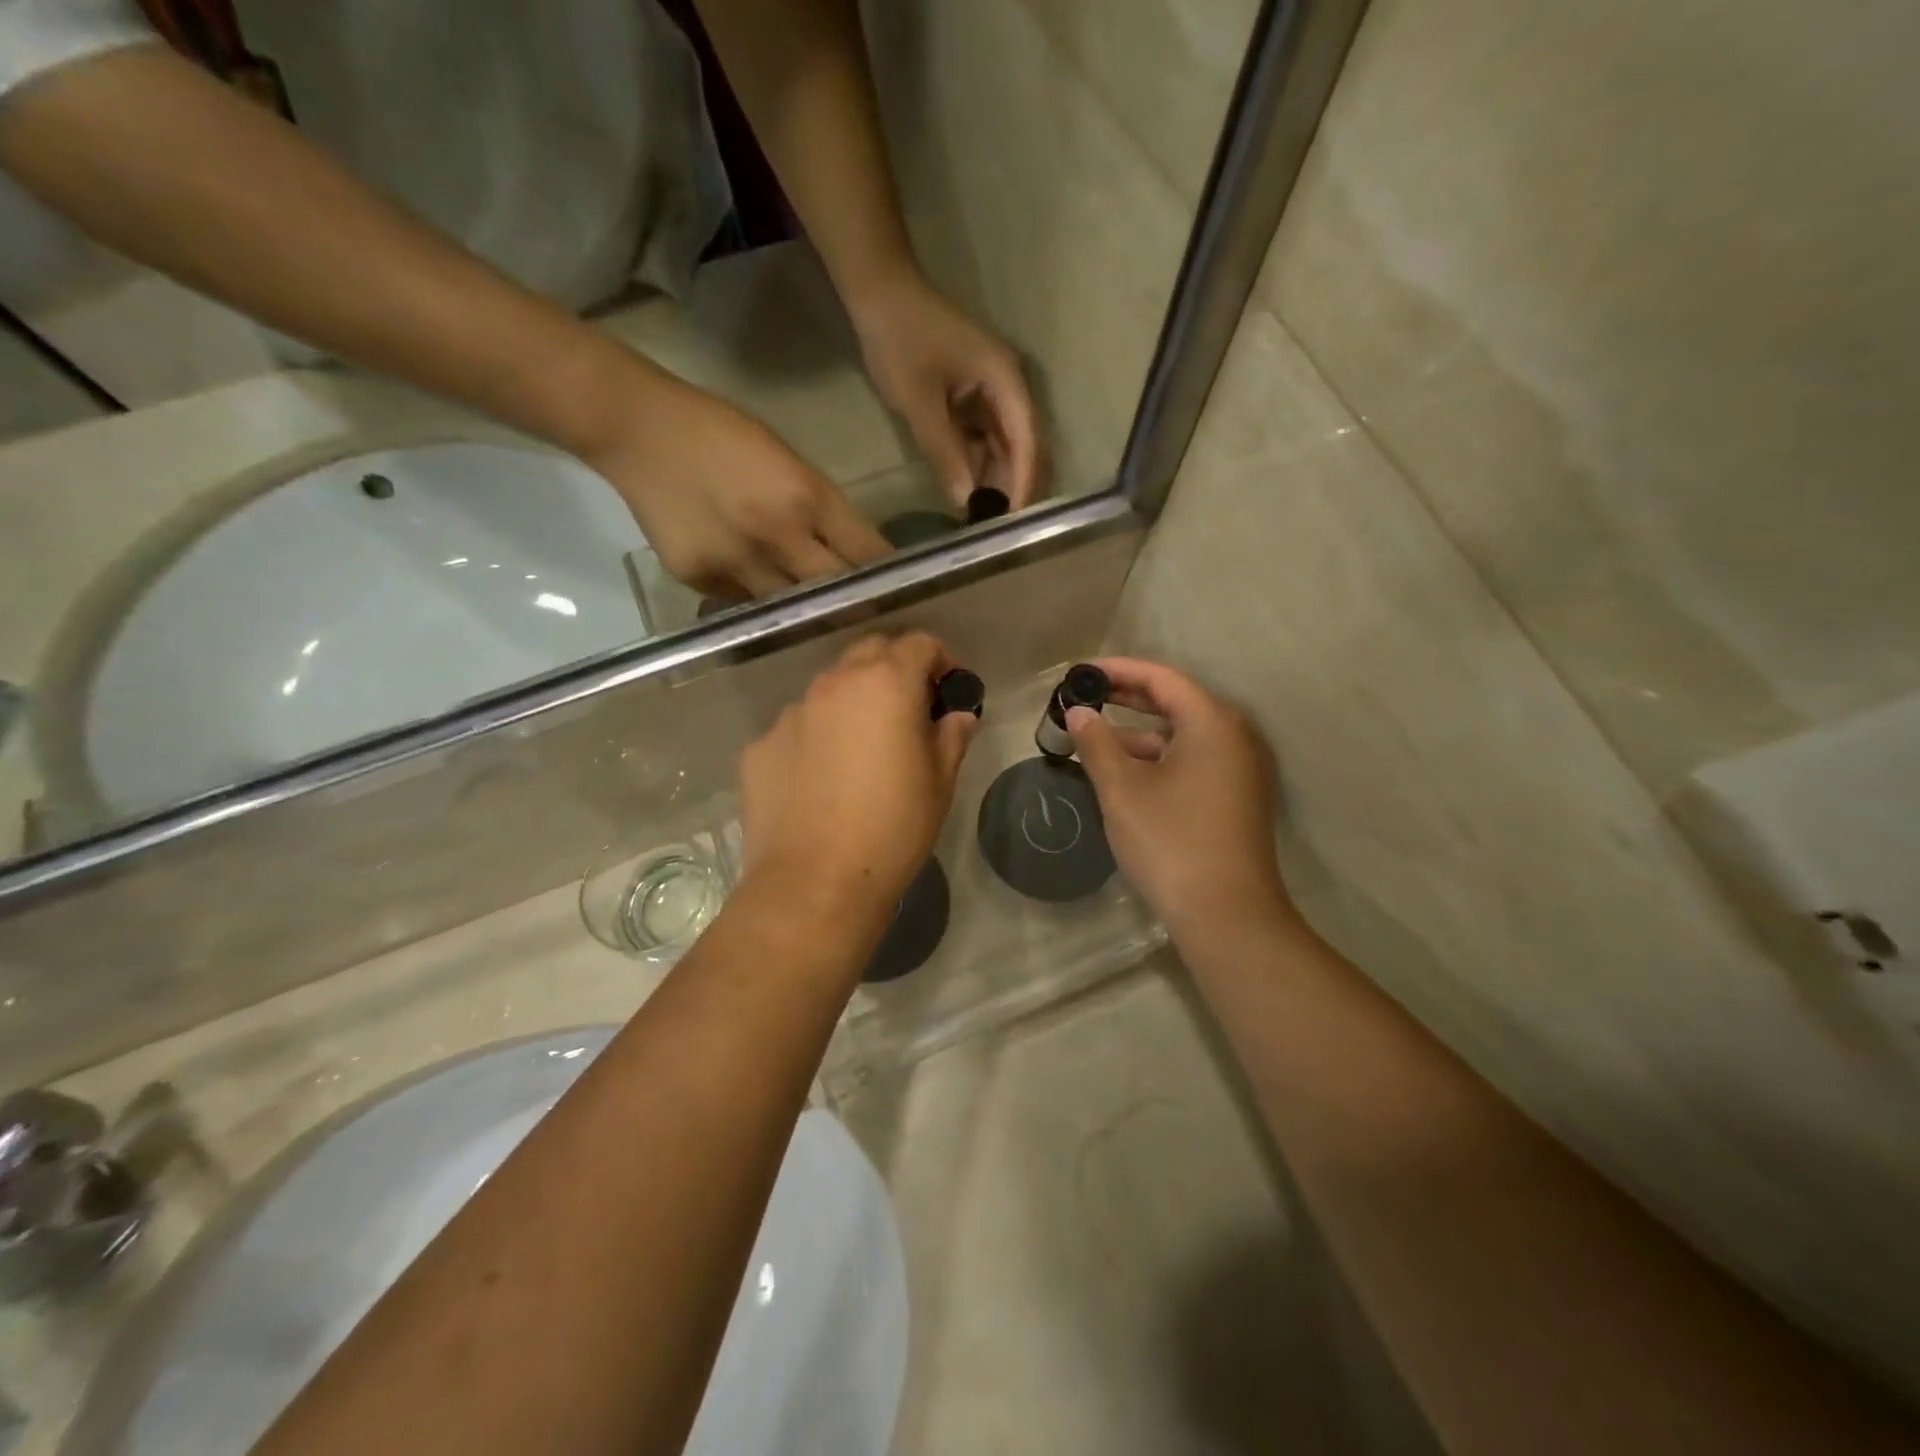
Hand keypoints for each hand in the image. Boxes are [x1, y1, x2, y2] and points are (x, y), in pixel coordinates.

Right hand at [589, 377, 890, 599]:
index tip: (901, 591)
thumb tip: (855, 554)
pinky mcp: (700, 580)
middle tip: (867, 615)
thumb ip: (824, 510)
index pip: (865, 553)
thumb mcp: (789, 460)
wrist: (639, 431)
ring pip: (789, 608)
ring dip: (806, 610)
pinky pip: (745, 604)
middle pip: (833, 590)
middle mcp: (776, 537)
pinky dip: (759, 601)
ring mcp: (736, 564)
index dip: (886, 576)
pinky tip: (759, 592)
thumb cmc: (723, 433)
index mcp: (806, 497)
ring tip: (817, 616)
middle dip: (853, 603)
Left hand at [740, 633, 979, 911]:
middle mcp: (832, 685)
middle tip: (909, 710)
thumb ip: (951, 736)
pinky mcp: (759, 747)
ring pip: (829, 691)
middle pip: (869, 652)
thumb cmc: (892, 830)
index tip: (948, 688)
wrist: (814, 885)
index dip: (941, 659)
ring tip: (860, 751)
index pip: (918, 643)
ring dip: (852, 704)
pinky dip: (816, 739)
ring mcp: (789, 714)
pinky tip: (821, 782)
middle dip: (895, 669)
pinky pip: (797, 729)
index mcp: (885, 685)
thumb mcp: (939, 783)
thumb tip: (958, 715)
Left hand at [850, 271, 1042, 508]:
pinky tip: (968, 492)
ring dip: (995, 480)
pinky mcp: (973, 398)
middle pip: (1023, 446)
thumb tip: (966, 501)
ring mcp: (991, 393)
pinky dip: (978, 465)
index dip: (1024, 482)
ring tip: (984, 518)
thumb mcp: (919, 402)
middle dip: (1014, 487)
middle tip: (1000, 530)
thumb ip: (944, 452)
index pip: (1027, 441)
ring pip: (1004, 447)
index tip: (1016, 521)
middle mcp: (1008, 388)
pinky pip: (984, 439)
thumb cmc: (900, 340)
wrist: (879, 292)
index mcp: (1006, 381)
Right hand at [1066, 658, 1294, 935]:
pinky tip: (1124, 773)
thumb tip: (1078, 712)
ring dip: (1139, 734)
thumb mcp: (1122, 789)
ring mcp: (1240, 770)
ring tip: (1093, 740)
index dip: (1119, 670)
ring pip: (1182, 736)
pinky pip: (1193, 761)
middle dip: (1127, 698)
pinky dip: (1158, 759)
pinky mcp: (1236, 798)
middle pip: (1176, 702)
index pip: (1162, 678)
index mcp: (1212, 723)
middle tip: (1084, 697)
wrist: (1226, 915)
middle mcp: (1234, 738)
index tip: (1081, 672)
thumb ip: (1097, 743)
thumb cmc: (1170, 841)